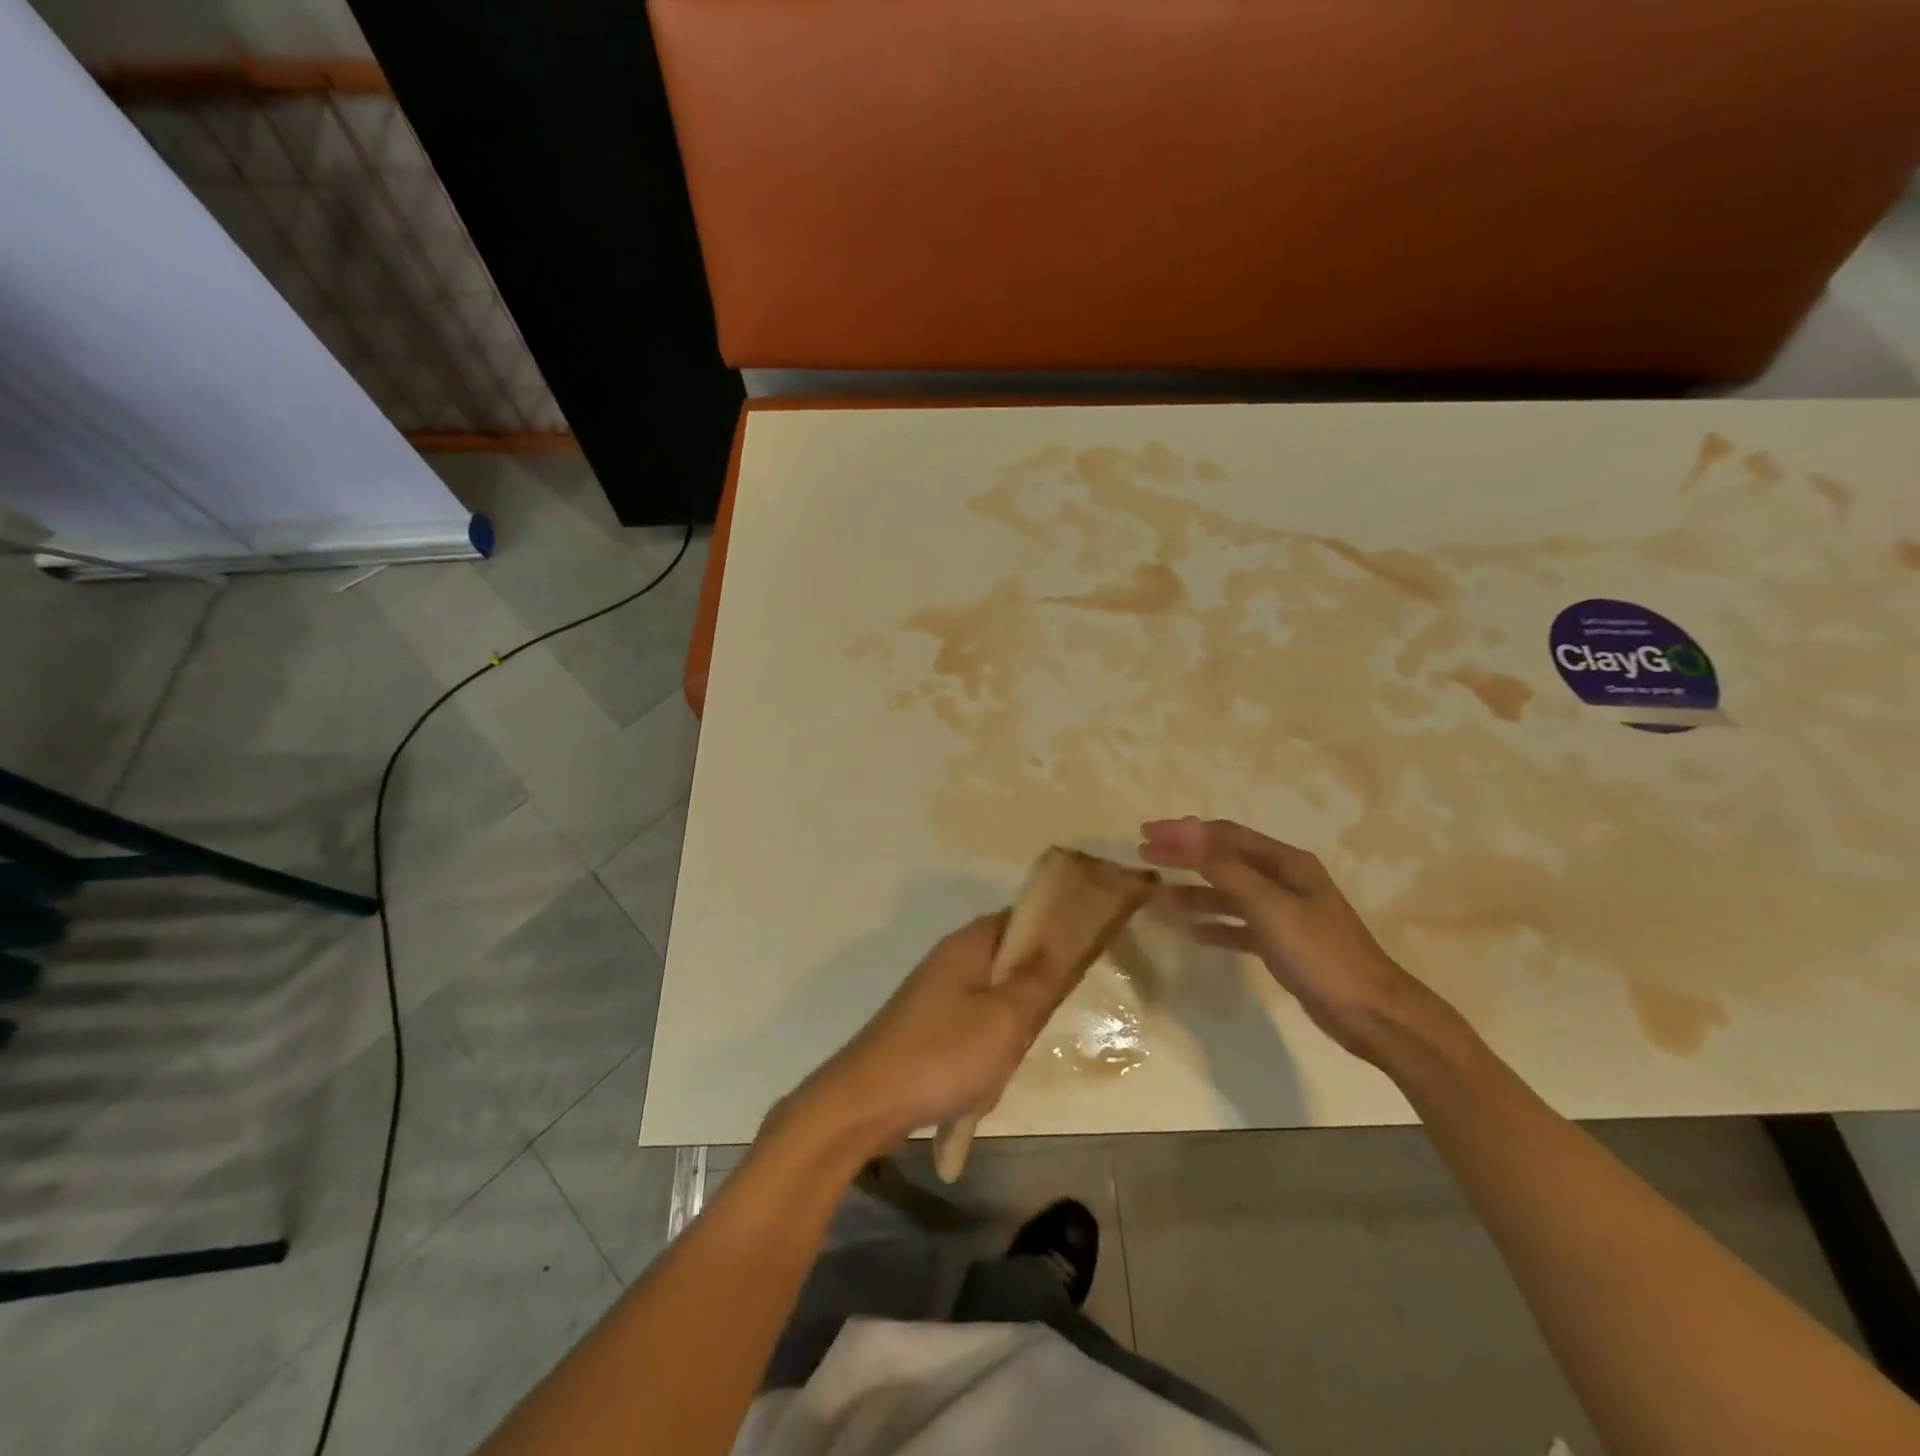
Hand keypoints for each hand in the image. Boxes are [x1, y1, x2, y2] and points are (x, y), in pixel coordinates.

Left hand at [780, 912, 1075, 1155]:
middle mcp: (950, 960)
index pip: (1020, 919)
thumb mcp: (1006, 1017)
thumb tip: (1064, 939)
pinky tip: (986, 1080)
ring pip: (993, 998)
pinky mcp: (927, 1027)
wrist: (868, 1102)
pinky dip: (986, 1048)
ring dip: (1009, 1027)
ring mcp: (935, 995)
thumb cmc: (944, 1054)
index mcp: (968, 945)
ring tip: (1011, 1057)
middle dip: (1032, 991)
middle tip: (1043, 1022)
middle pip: (1008, 960)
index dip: (1053, 934)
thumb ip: (1039, 978)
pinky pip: (972, 1026)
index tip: (1080, 962)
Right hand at [1139, 817, 1430, 1061]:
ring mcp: (1283, 913)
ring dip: (1193, 893)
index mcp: (1286, 863)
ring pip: (1228, 894)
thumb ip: (1227, 871)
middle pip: (1224, 860)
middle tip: (1144, 856)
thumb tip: (1187, 834)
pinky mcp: (1281, 943)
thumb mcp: (1271, 907)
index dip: (1184, 832)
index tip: (1146, 834)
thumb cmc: (1320, 953)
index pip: (1224, 836)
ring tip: (1156, 898)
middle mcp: (1283, 880)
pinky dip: (1214, 925)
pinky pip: (1238, 926)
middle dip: (1183, 856)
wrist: (1371, 1013)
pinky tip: (1192, 932)